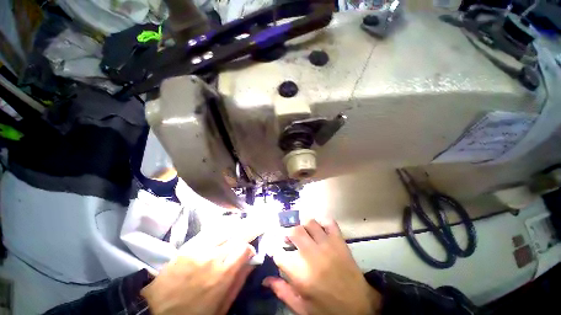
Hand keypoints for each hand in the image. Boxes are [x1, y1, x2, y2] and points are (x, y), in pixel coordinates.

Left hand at [141, 219, 261, 314]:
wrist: (155, 311)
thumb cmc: (192, 314)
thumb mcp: (221, 307)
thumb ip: (238, 282)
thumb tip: (251, 263)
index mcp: (223, 273)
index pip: (245, 248)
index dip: (251, 247)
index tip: (251, 251)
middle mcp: (214, 255)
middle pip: (238, 234)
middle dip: (251, 228)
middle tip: (259, 222)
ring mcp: (200, 248)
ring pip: (226, 228)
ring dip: (238, 225)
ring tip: (245, 222)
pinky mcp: (189, 245)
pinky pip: (210, 230)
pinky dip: (222, 226)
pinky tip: (227, 225)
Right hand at [263, 219, 381, 314]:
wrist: (359, 307)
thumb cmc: (327, 309)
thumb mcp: (302, 307)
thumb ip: (282, 291)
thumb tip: (266, 279)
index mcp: (300, 273)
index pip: (278, 252)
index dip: (275, 250)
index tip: (277, 251)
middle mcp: (311, 254)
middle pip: (293, 231)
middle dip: (287, 234)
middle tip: (289, 239)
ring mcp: (326, 244)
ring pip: (309, 222)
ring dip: (303, 225)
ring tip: (304, 232)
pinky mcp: (339, 240)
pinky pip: (329, 222)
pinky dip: (322, 221)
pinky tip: (319, 227)